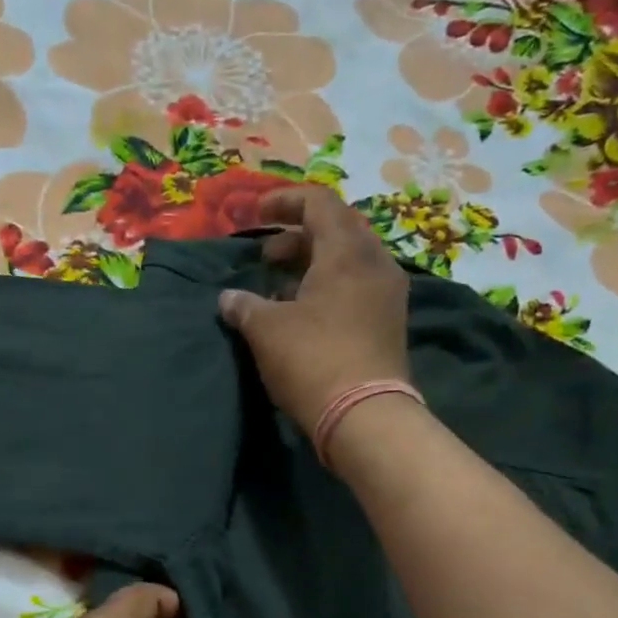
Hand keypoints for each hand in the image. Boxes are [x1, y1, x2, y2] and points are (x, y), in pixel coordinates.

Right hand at [218, 185, 410, 431]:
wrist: (365, 416)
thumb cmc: (313, 360)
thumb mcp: (266, 329)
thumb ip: (245, 305)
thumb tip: (228, 299)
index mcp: (346, 251)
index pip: (318, 202)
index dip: (284, 201)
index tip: (256, 215)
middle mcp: (375, 262)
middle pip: (337, 228)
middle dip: (297, 236)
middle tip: (266, 256)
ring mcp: (387, 293)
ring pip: (348, 260)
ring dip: (312, 264)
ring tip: (279, 288)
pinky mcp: (389, 322)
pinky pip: (357, 286)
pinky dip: (329, 287)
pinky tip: (303, 313)